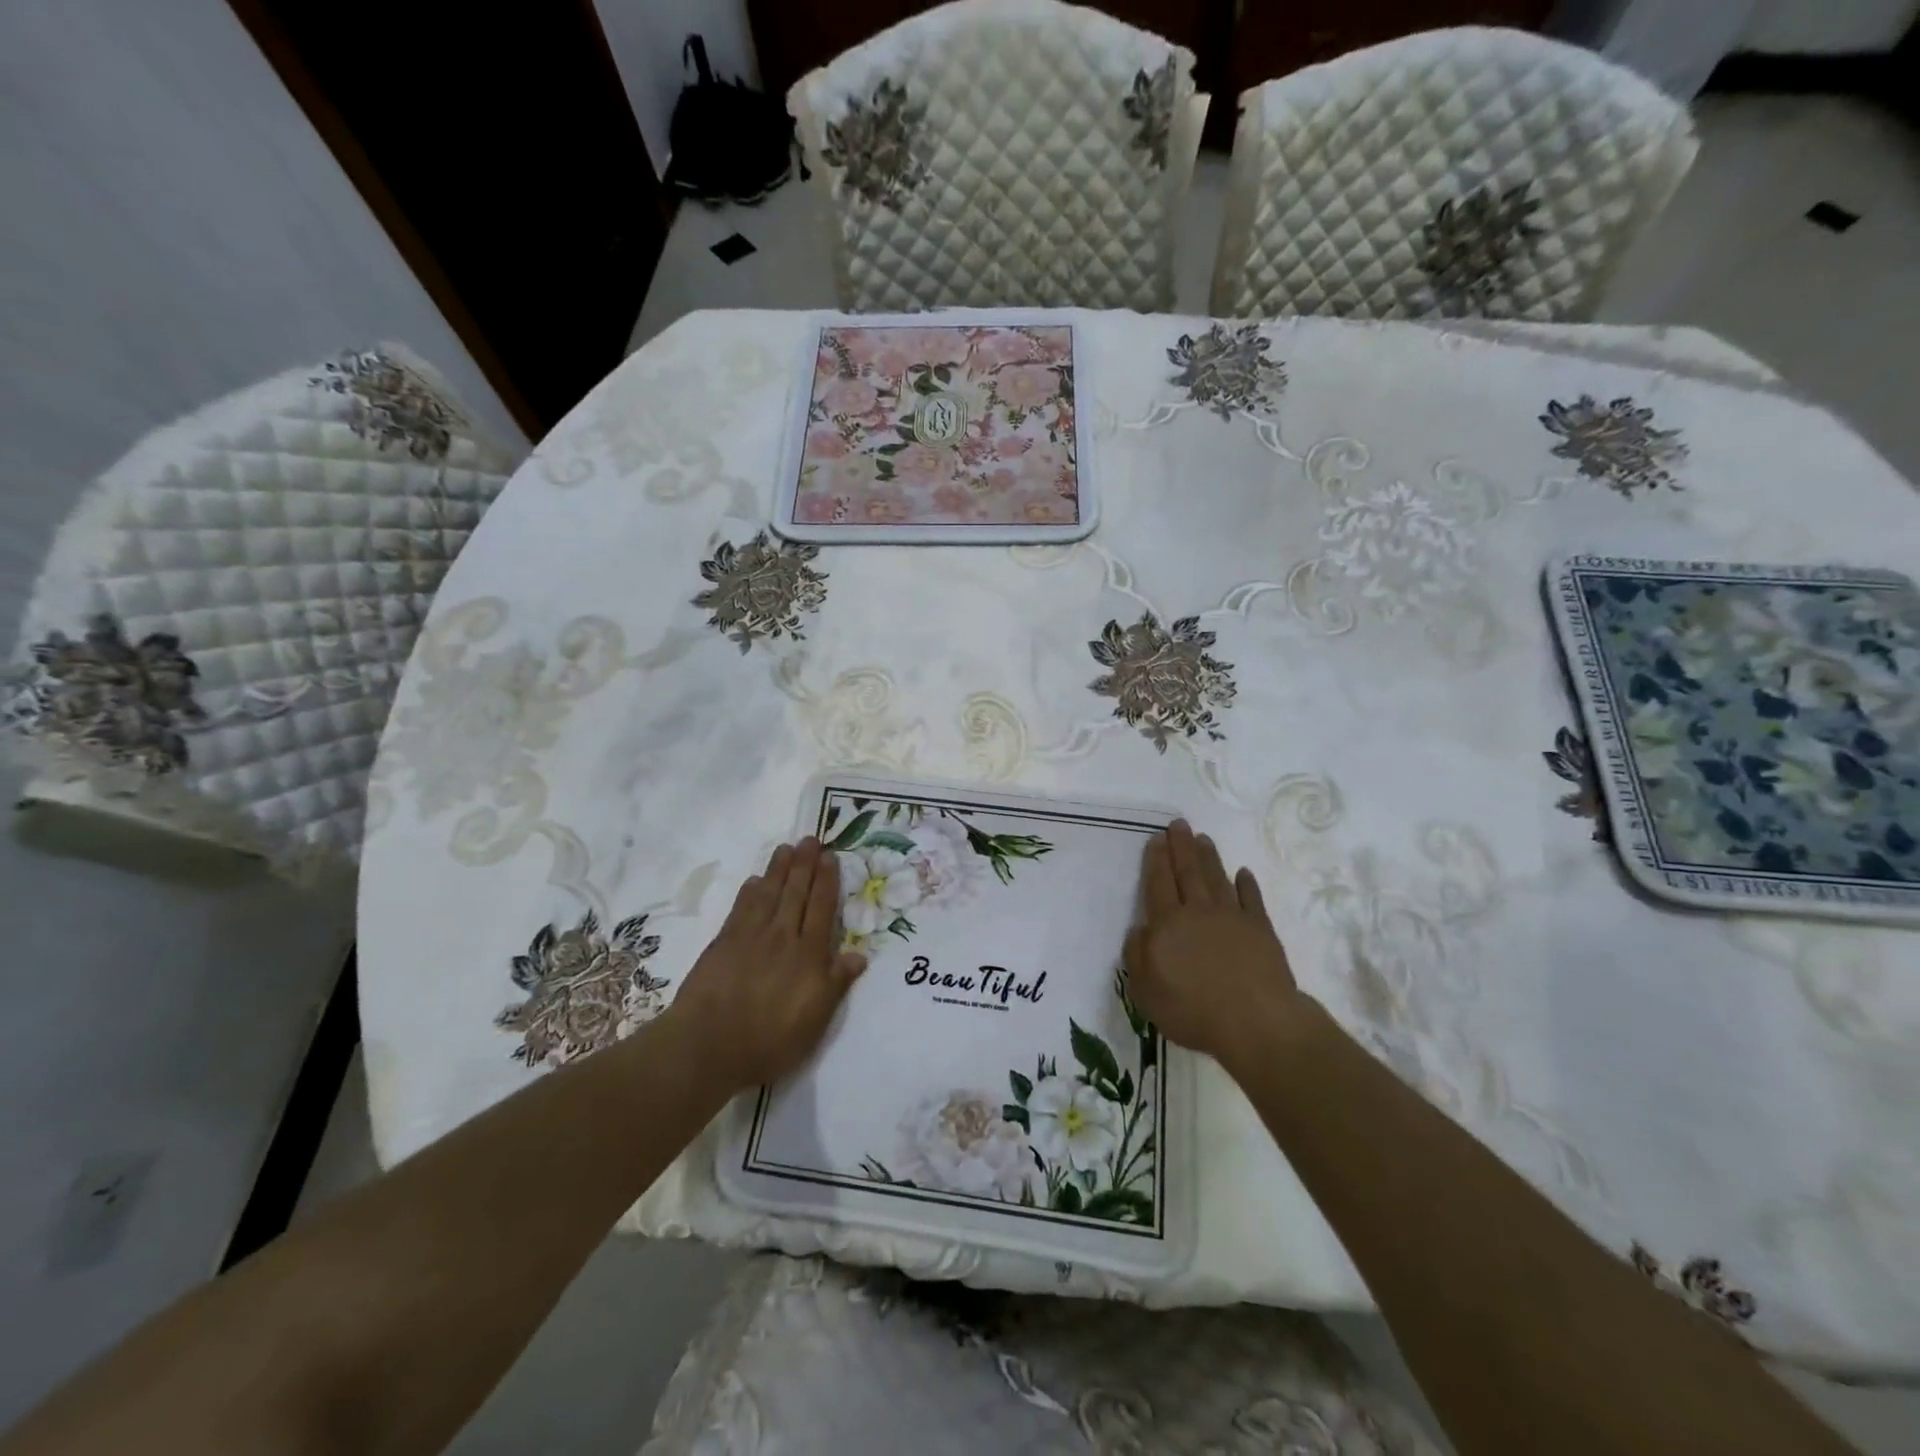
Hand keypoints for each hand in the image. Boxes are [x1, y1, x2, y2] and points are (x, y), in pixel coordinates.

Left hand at [664, 838, 866, 1094]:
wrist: (708, 1046)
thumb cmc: (769, 1040)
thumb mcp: (815, 1021)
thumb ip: (836, 984)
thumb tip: (859, 955)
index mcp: (809, 955)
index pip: (822, 908)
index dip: (827, 881)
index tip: (830, 857)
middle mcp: (782, 937)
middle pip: (796, 893)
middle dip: (804, 865)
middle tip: (809, 839)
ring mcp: (750, 937)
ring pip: (769, 893)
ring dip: (778, 869)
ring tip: (785, 848)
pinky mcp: (723, 943)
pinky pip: (741, 908)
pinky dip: (750, 891)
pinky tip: (755, 880)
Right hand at [1123, 821, 1309, 1069]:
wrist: (1255, 1021)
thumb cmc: (1192, 1009)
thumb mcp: (1145, 990)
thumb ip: (1137, 955)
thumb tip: (1141, 929)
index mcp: (1167, 924)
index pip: (1158, 884)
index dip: (1156, 860)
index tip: (1157, 839)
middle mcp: (1198, 912)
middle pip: (1187, 872)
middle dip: (1181, 847)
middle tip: (1179, 824)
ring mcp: (1232, 918)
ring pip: (1217, 879)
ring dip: (1209, 858)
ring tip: (1203, 839)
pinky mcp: (1261, 930)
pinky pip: (1251, 899)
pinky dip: (1247, 884)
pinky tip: (1243, 873)